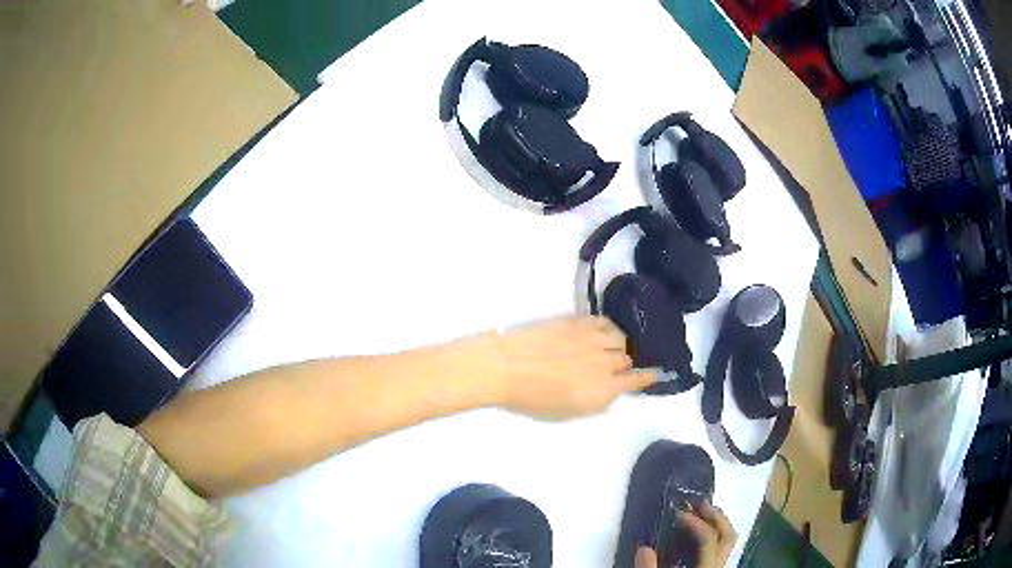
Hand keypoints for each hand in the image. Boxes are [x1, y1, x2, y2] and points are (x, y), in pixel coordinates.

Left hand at [478, 316, 654, 419]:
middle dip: (621, 365)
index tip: (654, 373)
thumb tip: (611, 392)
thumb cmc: (531, 398)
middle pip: (627, 359)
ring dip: (616, 346)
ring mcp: (594, 339)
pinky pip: (606, 323)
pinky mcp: (580, 322)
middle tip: (610, 368)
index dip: (647, 377)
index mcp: (603, 391)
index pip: (637, 380)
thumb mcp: (567, 413)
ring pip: (620, 338)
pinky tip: (601, 334)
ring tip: (605, 349)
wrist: (505, 366)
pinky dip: (608, 329)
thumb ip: (595, 403)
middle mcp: (605, 363)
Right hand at [635, 503, 736, 567]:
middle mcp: (719, 566)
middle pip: (728, 534)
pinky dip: (714, 535)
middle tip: (696, 503)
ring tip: (700, 513)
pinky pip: (721, 548)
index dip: (696, 522)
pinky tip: (699, 535)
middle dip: (715, 515)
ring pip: (729, 540)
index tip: (677, 512)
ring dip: (717, 522)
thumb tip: (643, 548)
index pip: (709, 538)